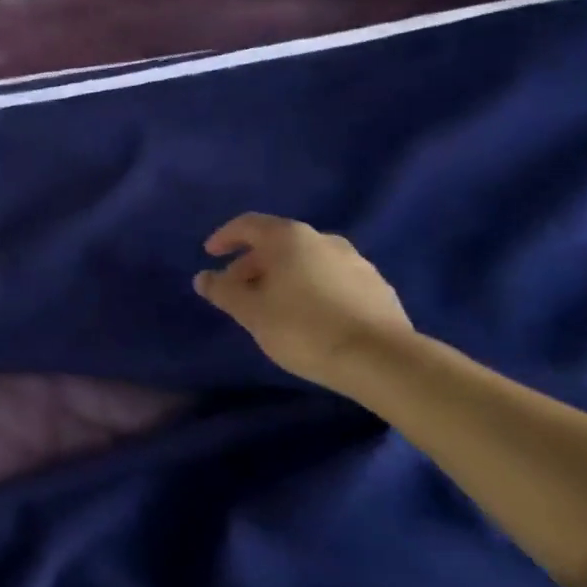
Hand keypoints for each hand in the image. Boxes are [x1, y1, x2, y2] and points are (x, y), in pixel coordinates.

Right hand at [193, 213, 417, 392]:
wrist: (383, 361)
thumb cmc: (303, 327)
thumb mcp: (250, 312)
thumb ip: (223, 291)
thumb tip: (203, 278)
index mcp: (288, 238)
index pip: (247, 224)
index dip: (225, 237)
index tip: (211, 254)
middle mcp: (323, 240)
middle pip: (278, 243)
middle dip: (253, 263)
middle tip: (239, 289)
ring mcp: (356, 263)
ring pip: (307, 262)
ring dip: (285, 276)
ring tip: (274, 305)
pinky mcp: (378, 289)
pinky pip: (333, 280)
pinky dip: (314, 289)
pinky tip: (311, 317)